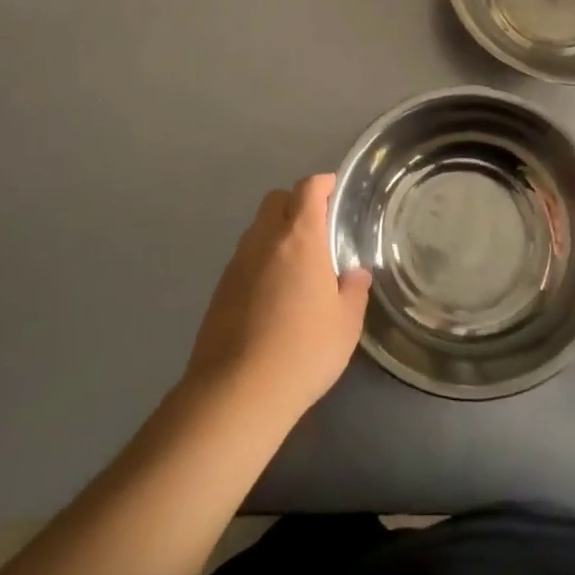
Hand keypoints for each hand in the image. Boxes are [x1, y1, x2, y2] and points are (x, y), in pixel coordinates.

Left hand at [186, 175, 370, 428]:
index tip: (334, 188)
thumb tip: (355, 274)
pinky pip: (244, 258)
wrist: (238, 392)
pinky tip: (273, 293)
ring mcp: (237, 263)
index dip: (322, 183)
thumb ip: (353, 291)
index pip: (307, 190)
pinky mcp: (220, 289)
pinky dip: (260, 261)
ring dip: (275, 233)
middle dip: (295, 203)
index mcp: (300, 238)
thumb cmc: (304, 351)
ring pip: (257, 229)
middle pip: (276, 200)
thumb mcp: (345, 324)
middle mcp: (264, 240)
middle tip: (317, 227)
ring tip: (296, 263)